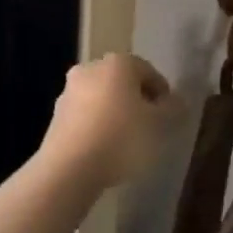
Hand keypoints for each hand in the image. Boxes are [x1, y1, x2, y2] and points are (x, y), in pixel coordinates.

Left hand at [38, 53, 182, 189]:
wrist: (69, 168)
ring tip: (127, 141)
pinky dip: (97, 126)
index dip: (162, 93)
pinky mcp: (56, 116)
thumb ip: (172, 109)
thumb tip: (176, 101)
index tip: (169, 116)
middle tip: (150, 126)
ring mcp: (69, 92)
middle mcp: (90, 68)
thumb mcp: (159, 125)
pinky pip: (85, 116)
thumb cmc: (121, 138)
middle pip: (122, 82)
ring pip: (101, 98)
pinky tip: (105, 149)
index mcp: (118, 64)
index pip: (148, 71)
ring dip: (115, 113)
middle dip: (137, 101)